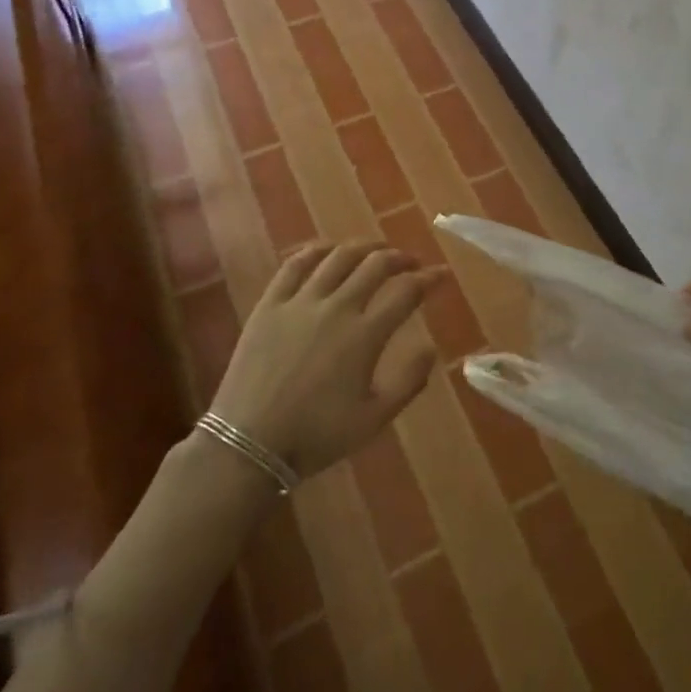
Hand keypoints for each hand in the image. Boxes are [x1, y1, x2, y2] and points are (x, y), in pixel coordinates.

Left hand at [211, 241, 443, 480]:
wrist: (248, 444)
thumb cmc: (316, 435)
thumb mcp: (374, 419)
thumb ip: (409, 381)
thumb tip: (431, 347)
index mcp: (365, 335)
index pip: (406, 291)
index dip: (429, 278)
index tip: (442, 274)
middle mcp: (336, 307)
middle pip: (375, 264)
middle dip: (400, 257)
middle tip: (410, 262)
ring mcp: (300, 302)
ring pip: (338, 257)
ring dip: (364, 247)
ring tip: (375, 250)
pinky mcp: (270, 304)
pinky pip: (294, 265)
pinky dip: (316, 250)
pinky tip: (327, 250)